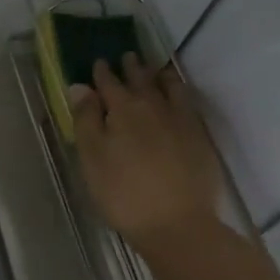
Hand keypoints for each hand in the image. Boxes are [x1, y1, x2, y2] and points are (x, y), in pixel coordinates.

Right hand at [70, 55, 224, 249]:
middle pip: (142, 80)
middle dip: (132, 68)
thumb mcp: (92, 159)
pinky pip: (188, 103)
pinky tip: (179, 97)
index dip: (102, 73)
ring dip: (160, 76)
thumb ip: (86, 120)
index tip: (99, 63)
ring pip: (169, 87)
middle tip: (128, 56)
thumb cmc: (124, 194)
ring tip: (156, 70)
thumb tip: (80, 86)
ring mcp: (181, 120)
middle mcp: (153, 106)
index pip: (109, 84)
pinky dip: (180, 92)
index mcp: (123, 110)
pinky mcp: (200, 137)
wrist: (177, 223)